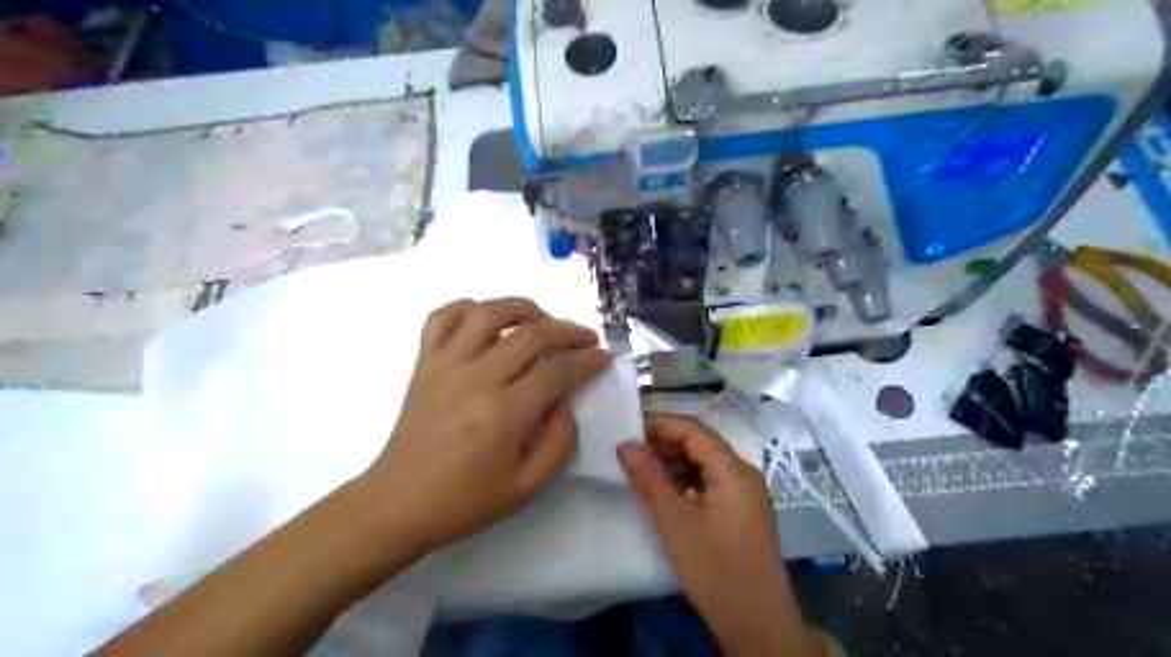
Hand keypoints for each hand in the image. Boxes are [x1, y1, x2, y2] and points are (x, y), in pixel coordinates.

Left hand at [363, 298, 606, 555]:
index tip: (604, 357)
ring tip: (542, 319)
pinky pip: (442, 318)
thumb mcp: (527, 487)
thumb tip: (567, 401)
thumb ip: (559, 442)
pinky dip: (466, 307)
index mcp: (504, 413)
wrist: (398, 504)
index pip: (558, 370)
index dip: (588, 360)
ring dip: (523, 308)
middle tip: (586, 337)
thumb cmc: (465, 501)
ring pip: (488, 313)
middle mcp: (476, 378)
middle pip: (531, 333)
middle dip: (568, 330)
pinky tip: (486, 319)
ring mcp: (446, 365)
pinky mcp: (424, 363)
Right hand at [621, 417, 816, 656]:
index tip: (629, 431)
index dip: (661, 426)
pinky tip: (669, 493)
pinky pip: (713, 482)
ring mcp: (748, 494)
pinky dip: (689, 480)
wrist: (758, 623)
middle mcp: (745, 474)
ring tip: (645, 473)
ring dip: (676, 462)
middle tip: (632, 454)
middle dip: (667, 444)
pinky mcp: (744, 512)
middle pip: (703, 443)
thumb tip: (625, 444)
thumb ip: (649, 478)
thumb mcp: (674, 521)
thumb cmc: (714, 568)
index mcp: (734, 470)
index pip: (694, 430)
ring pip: (707, 463)